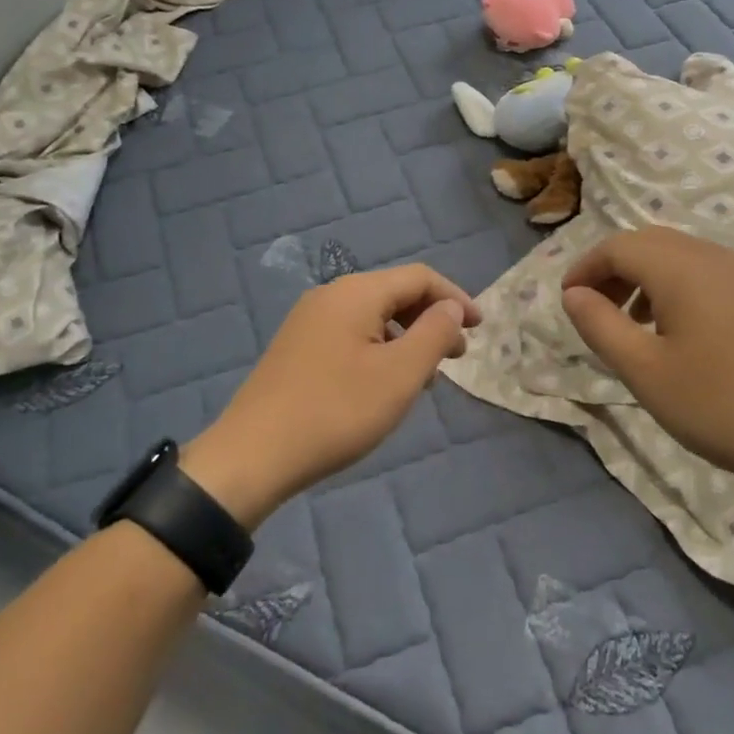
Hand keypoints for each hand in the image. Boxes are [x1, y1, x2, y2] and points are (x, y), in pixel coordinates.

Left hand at [181, 265, 480, 527]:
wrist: (252, 456)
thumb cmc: (336, 411)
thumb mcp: (400, 375)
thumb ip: (434, 334)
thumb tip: (451, 306)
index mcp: (356, 293)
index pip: (419, 277)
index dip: (455, 297)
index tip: (481, 328)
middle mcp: (331, 295)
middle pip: (395, 293)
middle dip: (432, 319)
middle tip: (457, 356)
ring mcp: (309, 321)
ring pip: (373, 316)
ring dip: (407, 337)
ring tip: (425, 376)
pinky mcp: (297, 347)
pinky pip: (351, 334)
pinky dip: (380, 349)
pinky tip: (384, 384)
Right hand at [560, 227, 733, 502]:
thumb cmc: (721, 404)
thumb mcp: (644, 371)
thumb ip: (600, 325)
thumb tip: (574, 294)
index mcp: (681, 268)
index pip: (617, 246)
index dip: (585, 267)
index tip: (567, 301)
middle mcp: (715, 258)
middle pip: (650, 243)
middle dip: (614, 269)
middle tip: (596, 310)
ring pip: (682, 257)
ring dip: (646, 278)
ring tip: (636, 325)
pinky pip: (710, 274)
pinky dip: (679, 288)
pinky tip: (683, 335)